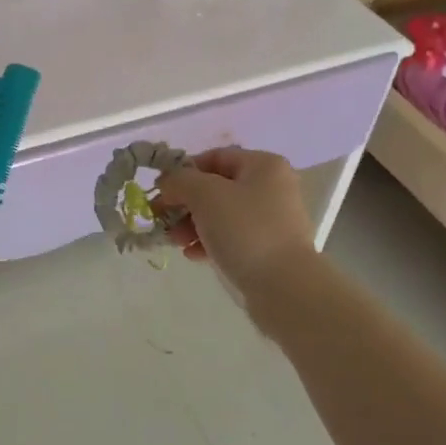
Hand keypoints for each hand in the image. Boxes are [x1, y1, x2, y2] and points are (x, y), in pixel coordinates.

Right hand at [156, 148, 317, 314]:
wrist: (284, 287)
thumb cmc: (245, 230)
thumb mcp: (205, 195)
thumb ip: (180, 181)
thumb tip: (167, 182)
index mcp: (264, 165)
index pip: (215, 157)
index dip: (184, 171)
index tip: (161, 191)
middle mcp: (272, 188)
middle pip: (217, 187)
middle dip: (186, 202)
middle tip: (161, 218)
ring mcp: (273, 220)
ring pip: (222, 214)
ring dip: (193, 224)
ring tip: (175, 241)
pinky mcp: (269, 249)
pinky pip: (232, 237)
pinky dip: (210, 241)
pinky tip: (193, 255)